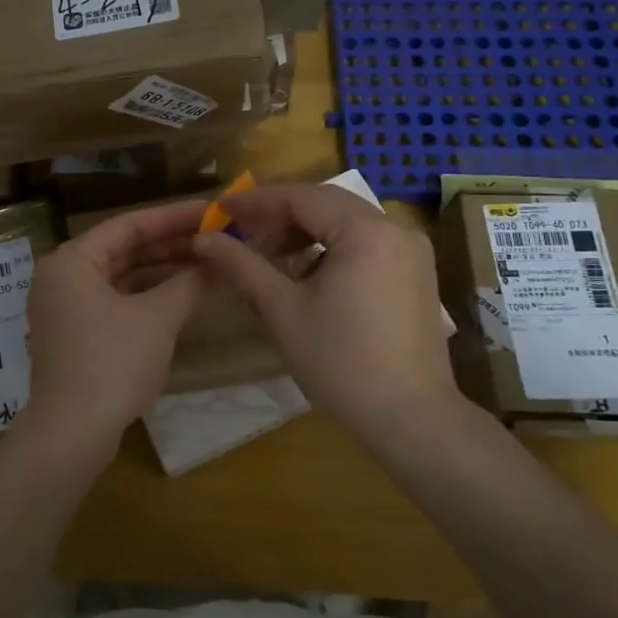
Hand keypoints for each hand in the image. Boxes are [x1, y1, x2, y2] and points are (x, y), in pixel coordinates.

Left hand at [16, 200, 207, 468]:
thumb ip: (191, 284)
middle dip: (171, 245)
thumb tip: (223, 262)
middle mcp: (63, 276)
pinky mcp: (76, 334)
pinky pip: (117, 301)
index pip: (128, 225)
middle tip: (216, 236)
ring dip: (162, 271)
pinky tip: (183, 296)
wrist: (71, 435)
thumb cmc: (111, 364)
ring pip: (122, 277)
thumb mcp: (157, 319)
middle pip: (124, 249)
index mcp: (71, 261)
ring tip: (208, 264)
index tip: (212, 211)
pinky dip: (148, 297)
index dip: (173, 217)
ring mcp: (67, 307)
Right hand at [192, 183, 466, 452]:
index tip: (220, 209)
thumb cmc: (341, 362)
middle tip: (240, 233)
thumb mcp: (283, 310)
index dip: (256, 201)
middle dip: (280, 216)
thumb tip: (203, 238)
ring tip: (268, 259)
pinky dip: (330, 249)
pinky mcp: (415, 274)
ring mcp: (410, 251)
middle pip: (326, 204)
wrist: (412, 420)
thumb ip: (242, 265)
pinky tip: (305, 276)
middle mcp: (395, 228)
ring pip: (346, 223)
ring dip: (304, 233)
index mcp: (365, 231)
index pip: (301, 197)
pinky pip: (365, 243)